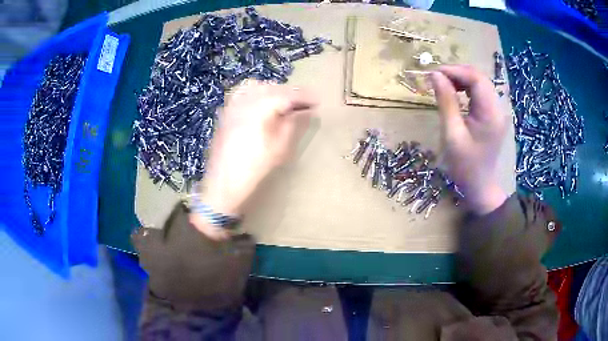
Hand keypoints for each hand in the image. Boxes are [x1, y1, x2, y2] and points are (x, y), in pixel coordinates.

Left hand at [191, 80, 316, 237]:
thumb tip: (305, 111)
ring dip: (273, 90)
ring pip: (256, 87)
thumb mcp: (279, 149)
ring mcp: (232, 106)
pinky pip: (242, 93)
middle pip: (271, 87)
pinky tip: (261, 103)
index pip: (286, 95)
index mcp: (259, 110)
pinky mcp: (225, 113)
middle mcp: (244, 102)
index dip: (303, 96)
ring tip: (285, 102)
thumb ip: (293, 125)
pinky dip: (256, 92)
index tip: (317, 101)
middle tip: (304, 103)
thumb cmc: (254, 169)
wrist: (223, 183)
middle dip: (290, 92)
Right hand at [430, 65, 508, 214]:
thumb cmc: (465, 166)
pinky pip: (480, 93)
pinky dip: (466, 88)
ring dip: (461, 79)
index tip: (434, 73)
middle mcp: (498, 108)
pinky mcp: (493, 115)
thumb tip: (435, 75)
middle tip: (436, 78)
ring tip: (443, 84)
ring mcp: (497, 111)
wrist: (480, 186)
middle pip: (479, 78)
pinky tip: (455, 92)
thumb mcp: (452, 134)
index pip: (476, 79)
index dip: (455, 71)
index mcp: (490, 114)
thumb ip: (446, 102)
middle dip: (457, 73)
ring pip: (480, 83)